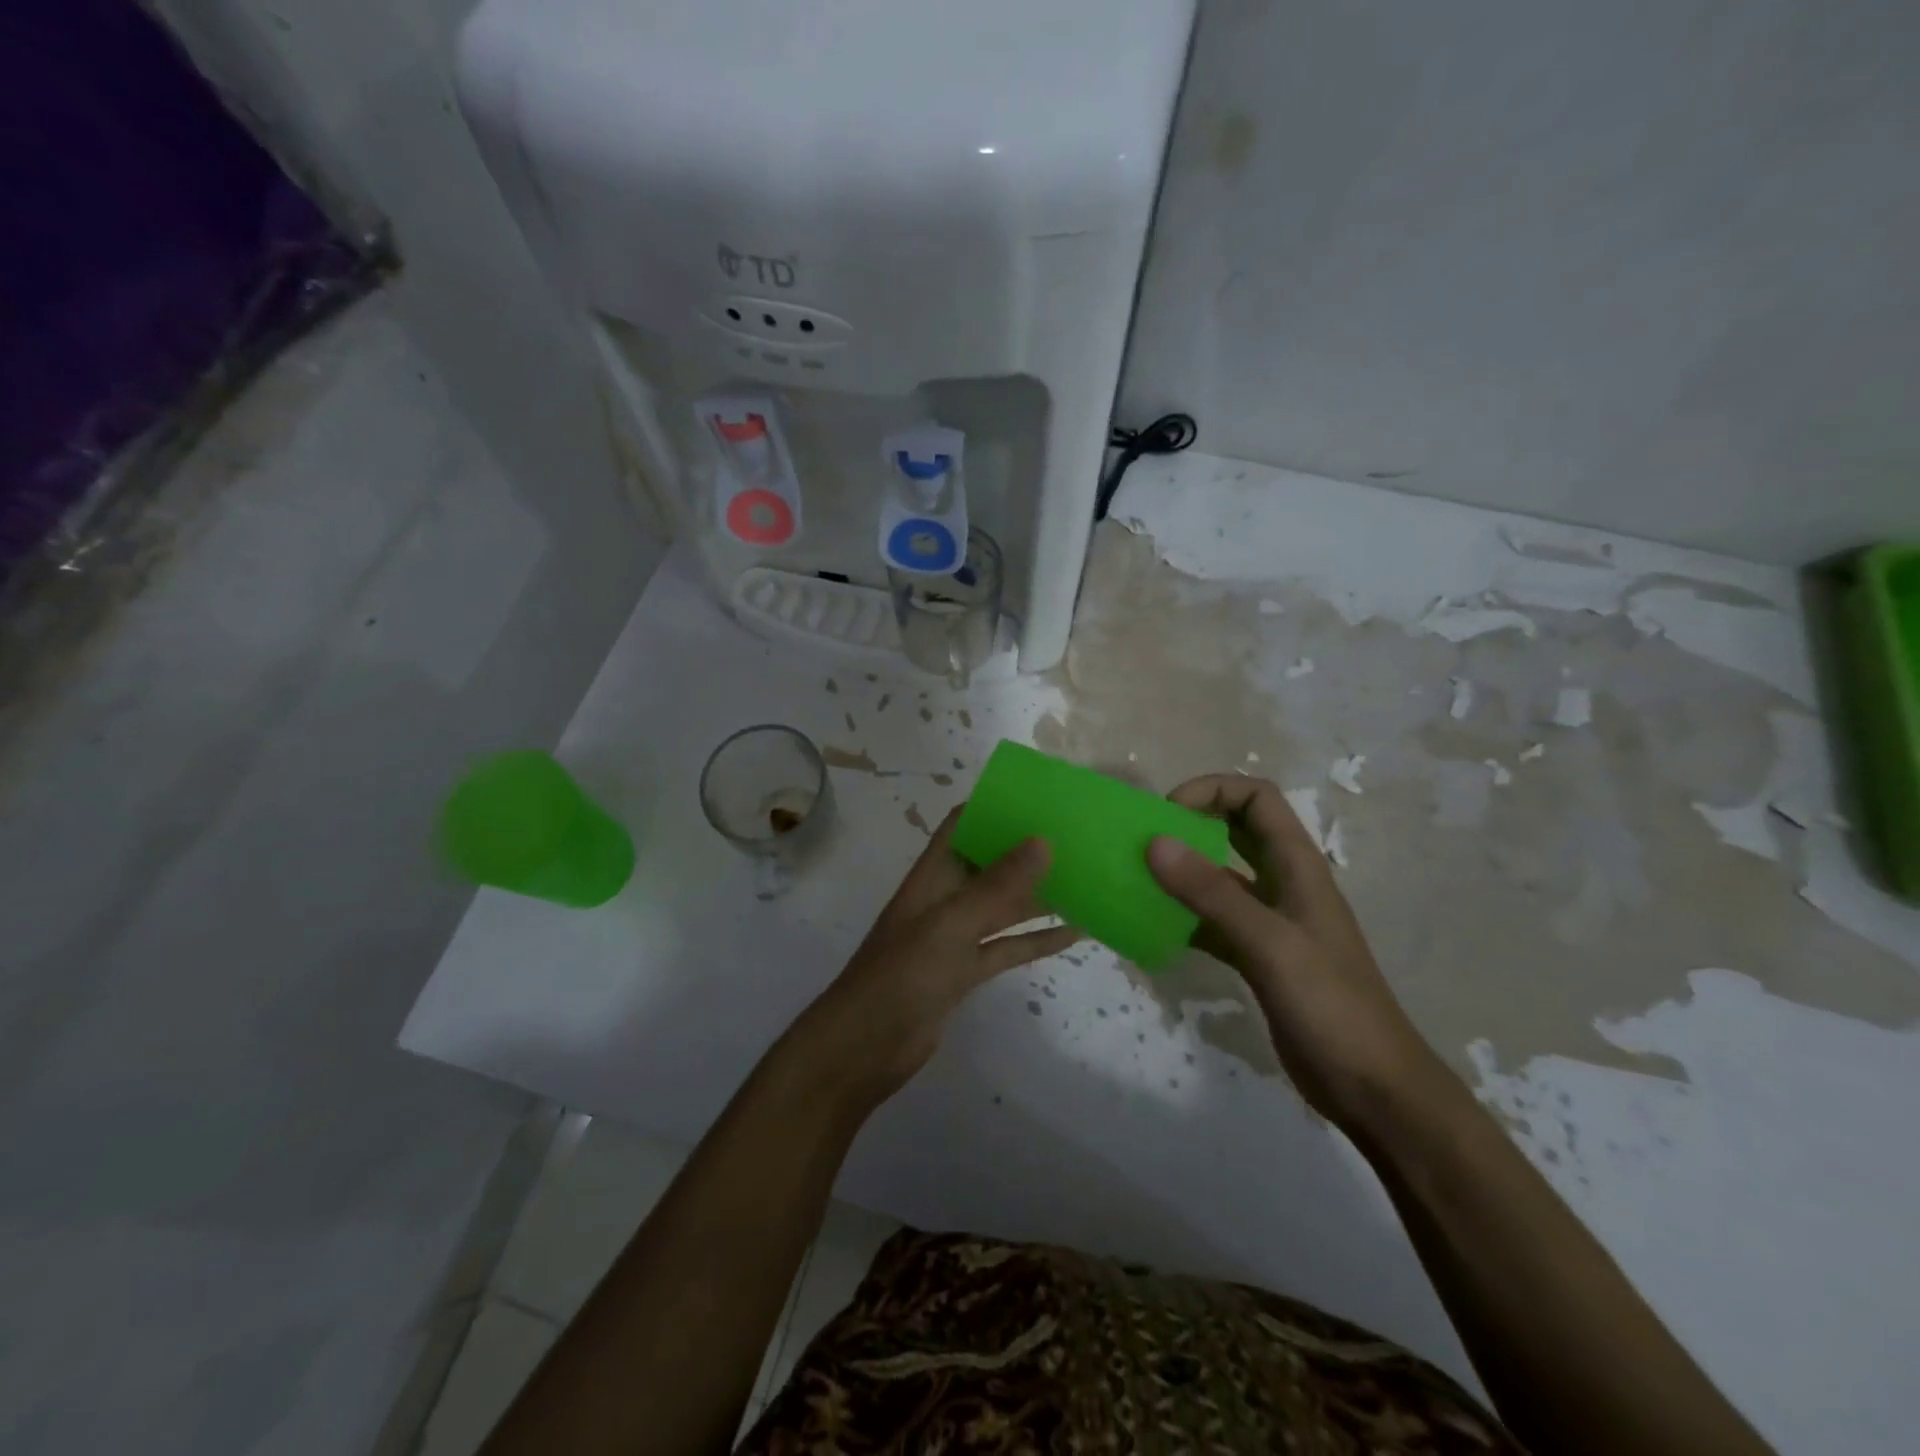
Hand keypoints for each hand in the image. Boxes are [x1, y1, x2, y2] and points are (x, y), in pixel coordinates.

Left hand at [793, 810, 1079, 1106]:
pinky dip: (1037, 939)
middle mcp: (945, 898)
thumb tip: (1043, 840)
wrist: (867, 1046)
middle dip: (1027, 851)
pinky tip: (1075, 933)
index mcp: (933, 875)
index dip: (994, 807)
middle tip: (1077, 838)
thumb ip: (997, 886)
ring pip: (1004, 907)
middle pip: (989, 864)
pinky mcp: (966, 972)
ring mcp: (956, 937)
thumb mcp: (951, 924)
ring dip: (1039, 895)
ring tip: (1086, 880)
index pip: (962, 826)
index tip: (1039, 797)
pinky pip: (1008, 947)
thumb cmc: (902, 974)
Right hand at [1145, 775, 1447, 1130]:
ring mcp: (1270, 921)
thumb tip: (1155, 842)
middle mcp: (1283, 883)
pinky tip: (1153, 930)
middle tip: (1145, 841)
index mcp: (1297, 865)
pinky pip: (1212, 921)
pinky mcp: (1258, 956)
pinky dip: (1184, 918)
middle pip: (1236, 829)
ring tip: (1138, 881)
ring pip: (1220, 878)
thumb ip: (1211, 892)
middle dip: (1191, 824)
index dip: (1212, 790)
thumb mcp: (1268, 943)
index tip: (1167, 814)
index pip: (1256, 797)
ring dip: (1182, 873)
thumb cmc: (1330, 1005)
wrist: (1372, 1088)